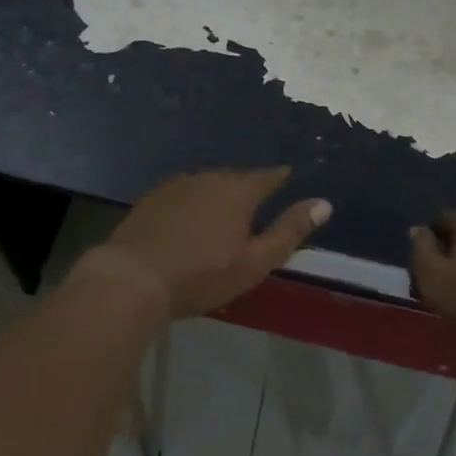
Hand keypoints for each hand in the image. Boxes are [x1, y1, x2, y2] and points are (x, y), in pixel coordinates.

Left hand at [92, 168, 330, 319]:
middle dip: (249, 189)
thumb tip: (324, 203)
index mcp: (238, 190)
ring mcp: (176, 185)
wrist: (132, 278)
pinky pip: (184, 194)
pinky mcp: (152, 198)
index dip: (281, 179)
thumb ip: (289, 231)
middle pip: (237, 178)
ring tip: (224, 215)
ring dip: (219, 195)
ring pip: (208, 184)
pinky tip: (189, 221)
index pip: (268, 177)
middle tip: (257, 206)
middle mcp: (208, 177)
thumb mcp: (254, 262)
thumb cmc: (201, 275)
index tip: (289, 180)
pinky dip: (193, 203)